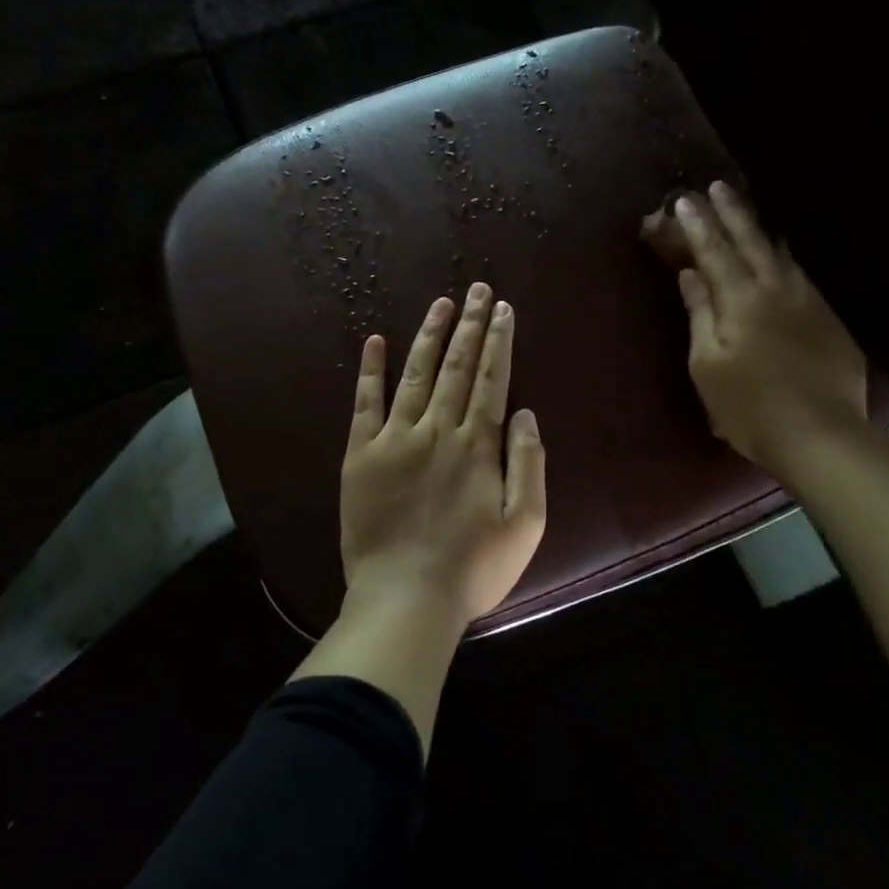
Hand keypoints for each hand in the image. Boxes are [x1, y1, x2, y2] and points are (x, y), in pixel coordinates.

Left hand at [340, 283, 547, 629]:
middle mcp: (437, 430)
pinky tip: (375, 341)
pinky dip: (370, 371)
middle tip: (478, 289)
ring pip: (416, 374)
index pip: (492, 380)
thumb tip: (525, 413)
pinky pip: (365, 403)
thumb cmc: (472, 569)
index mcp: (477, 446)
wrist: (405, 598)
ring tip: (442, 304)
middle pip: (458, 368)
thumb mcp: (525, 525)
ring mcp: (395, 439)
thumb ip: (528, 464)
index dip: (499, 342)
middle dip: (471, 326)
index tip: (503, 309)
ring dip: (431, 336)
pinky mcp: (361, 455)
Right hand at [648, 180, 870, 483]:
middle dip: (731, 213)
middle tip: (717, 187)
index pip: (714, 252)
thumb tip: (690, 274)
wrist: (821, 434)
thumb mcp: (707, 364)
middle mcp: (776, 290)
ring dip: (759, 229)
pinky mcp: (828, 320)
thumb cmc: (749, 407)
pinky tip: (781, 256)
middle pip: (751, 242)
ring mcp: (807, 302)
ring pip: (780, 254)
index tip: (684, 200)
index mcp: (741, 300)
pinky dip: (783, 257)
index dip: (697, 225)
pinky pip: (800, 275)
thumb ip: (700, 313)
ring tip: (746, 211)